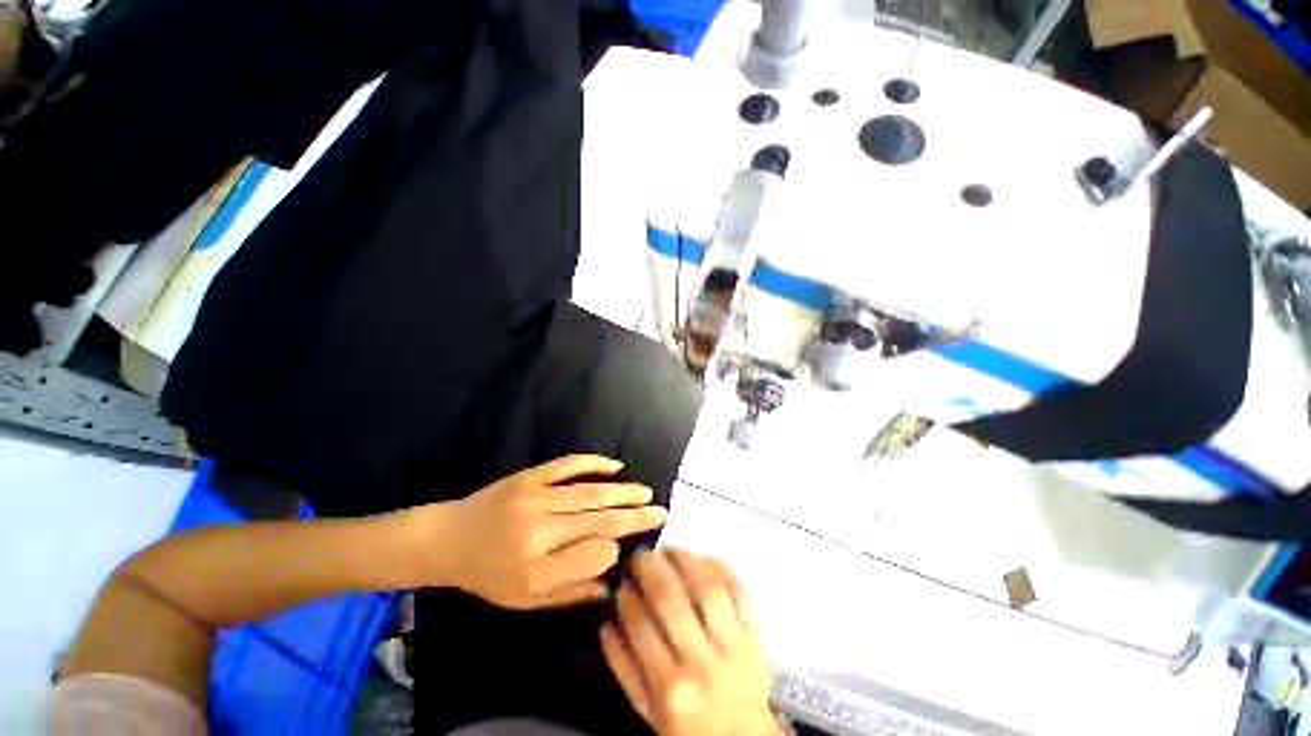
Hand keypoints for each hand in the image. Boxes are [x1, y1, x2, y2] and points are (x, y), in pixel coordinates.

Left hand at [416, 455, 666, 609]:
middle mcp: (539, 530)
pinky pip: (568, 465)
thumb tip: (610, 583)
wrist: (448, 539)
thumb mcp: (524, 599)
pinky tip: (615, 466)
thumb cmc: (487, 576)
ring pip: (589, 492)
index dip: (615, 550)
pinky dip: (594, 463)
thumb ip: (569, 592)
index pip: (591, 555)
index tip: (629, 549)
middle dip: (633, 516)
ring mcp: (535, 496)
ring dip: (622, 492)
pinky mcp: (530, 475)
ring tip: (646, 493)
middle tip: (660, 511)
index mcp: (535, 568)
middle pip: (597, 520)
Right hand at [601, 550, 781, 735]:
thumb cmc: (690, 727)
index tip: (621, 580)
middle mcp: (703, 663)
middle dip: (651, 568)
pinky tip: (701, 556)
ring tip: (669, 549)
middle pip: (672, 600)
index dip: (628, 596)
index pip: (641, 626)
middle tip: (641, 554)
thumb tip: (606, 624)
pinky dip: (720, 566)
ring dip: (685, 560)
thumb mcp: (649, 714)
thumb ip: (625, 671)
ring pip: (708, 587)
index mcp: (671, 688)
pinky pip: (739, 590)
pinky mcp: (755, 634)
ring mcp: (734, 645)